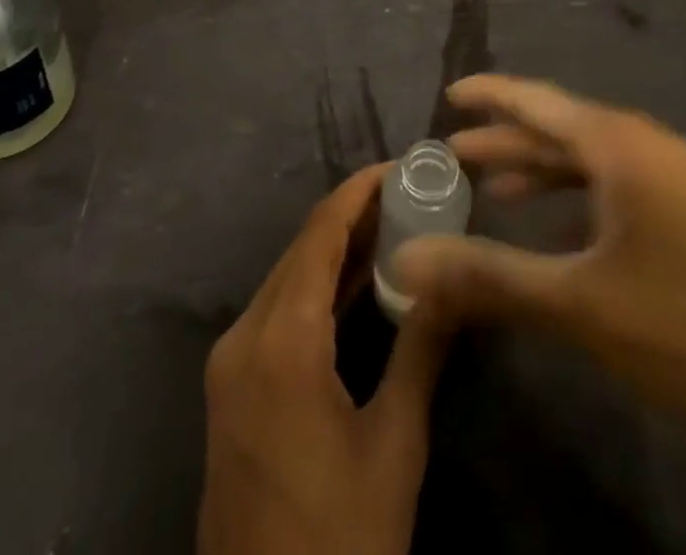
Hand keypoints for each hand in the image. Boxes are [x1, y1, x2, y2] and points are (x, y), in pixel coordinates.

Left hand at [199, 163, 447, 554]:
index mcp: (281, 340)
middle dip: (354, 216)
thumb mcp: (394, 445)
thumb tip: (455, 277)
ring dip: (336, 251)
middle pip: (303, 250)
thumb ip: (422, 347)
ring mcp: (230, 363)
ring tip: (394, 226)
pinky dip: (317, 288)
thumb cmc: (340, 538)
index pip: (321, 233)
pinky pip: (277, 311)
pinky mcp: (231, 387)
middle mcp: (244, 335)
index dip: (359, 192)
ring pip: (288, 278)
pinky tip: (358, 283)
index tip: (401, 167)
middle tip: (410, 196)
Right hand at [393, 74, 685, 432]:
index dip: (488, 95)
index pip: (536, 100)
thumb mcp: (582, 304)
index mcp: (619, 144)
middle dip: (506, 139)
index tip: (448, 94)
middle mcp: (648, 144)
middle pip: (561, 128)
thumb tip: (407, 261)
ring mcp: (680, 177)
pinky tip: (565, 232)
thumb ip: (490, 277)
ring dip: (543, 171)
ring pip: (592, 160)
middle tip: (453, 151)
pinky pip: (621, 186)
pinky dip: (580, 198)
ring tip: (496, 189)